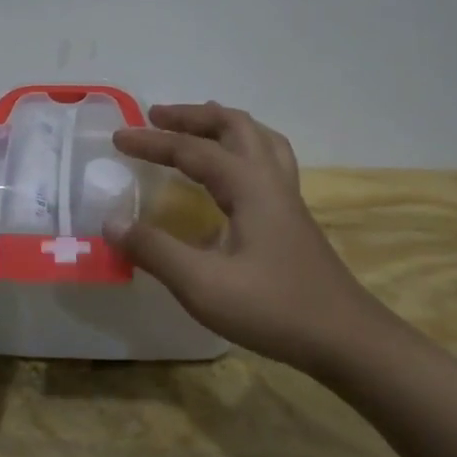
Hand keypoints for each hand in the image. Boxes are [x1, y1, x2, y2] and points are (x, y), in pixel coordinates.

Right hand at [106, 102, 394, 369]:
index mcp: (249, 186)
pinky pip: (268, 162)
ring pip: (259, 139)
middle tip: (156, 117)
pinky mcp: (293, 219)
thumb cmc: (273, 309)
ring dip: (222, 126)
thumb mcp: (202, 285)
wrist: (346, 339)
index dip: (152, 142)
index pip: (193, 150)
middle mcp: (271, 181)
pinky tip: (229, 177)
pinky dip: (241, 150)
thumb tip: (110, 222)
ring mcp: (288, 199)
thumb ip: (154, 250)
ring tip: (196, 128)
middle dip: (192, 116)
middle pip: (235, 126)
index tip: (117, 138)